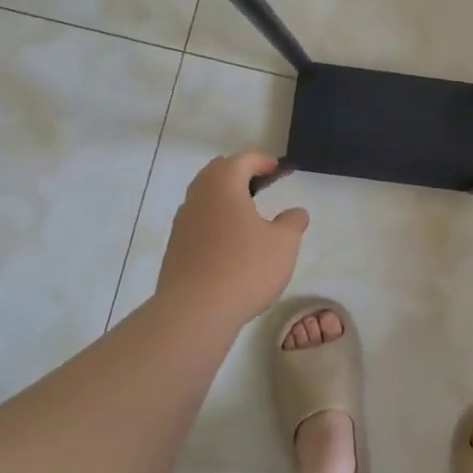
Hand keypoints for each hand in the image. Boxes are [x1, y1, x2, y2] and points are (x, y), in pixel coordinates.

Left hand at [153, 152, 308, 327]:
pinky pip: (197, 222)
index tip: (279, 169)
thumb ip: (292, 223)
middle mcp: (198, 197)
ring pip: (204, 197)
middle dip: (239, 173)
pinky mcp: (175, 248)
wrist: (194, 312)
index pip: (242, 160)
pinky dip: (214, 221)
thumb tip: (296, 212)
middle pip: (217, 173)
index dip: (263, 161)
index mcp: (223, 185)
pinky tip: (229, 242)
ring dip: (224, 198)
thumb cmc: (245, 268)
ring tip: (246, 213)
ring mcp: (182, 223)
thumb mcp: (283, 244)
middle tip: (260, 184)